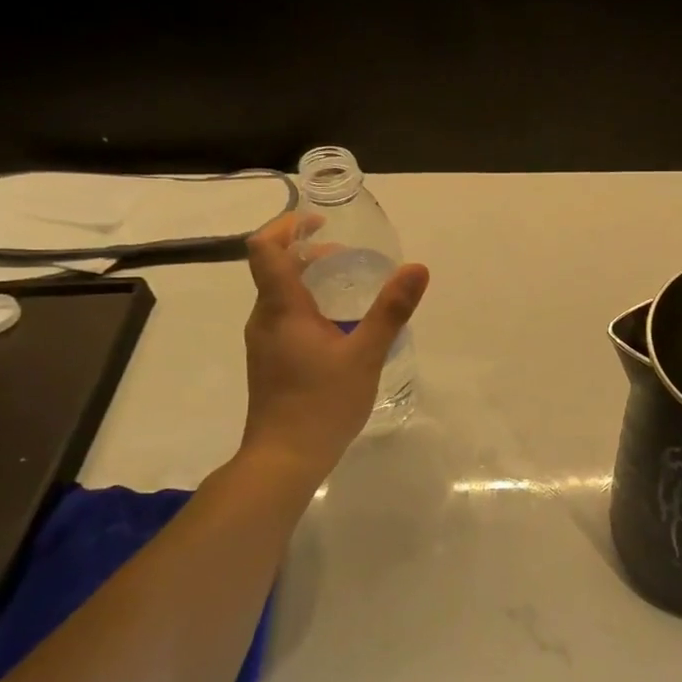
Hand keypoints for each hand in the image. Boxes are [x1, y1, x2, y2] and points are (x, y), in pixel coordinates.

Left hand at [238, 213, 429, 475]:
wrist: (283, 460)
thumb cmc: (322, 403)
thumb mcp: (366, 354)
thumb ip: (391, 310)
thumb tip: (417, 268)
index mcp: (281, 309)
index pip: (265, 249)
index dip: (287, 225)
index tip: (319, 221)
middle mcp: (265, 319)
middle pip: (274, 268)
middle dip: (308, 251)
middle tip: (350, 255)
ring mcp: (265, 342)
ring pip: (280, 295)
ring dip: (310, 279)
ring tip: (352, 286)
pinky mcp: (271, 361)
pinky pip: (285, 317)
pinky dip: (309, 305)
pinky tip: (341, 326)